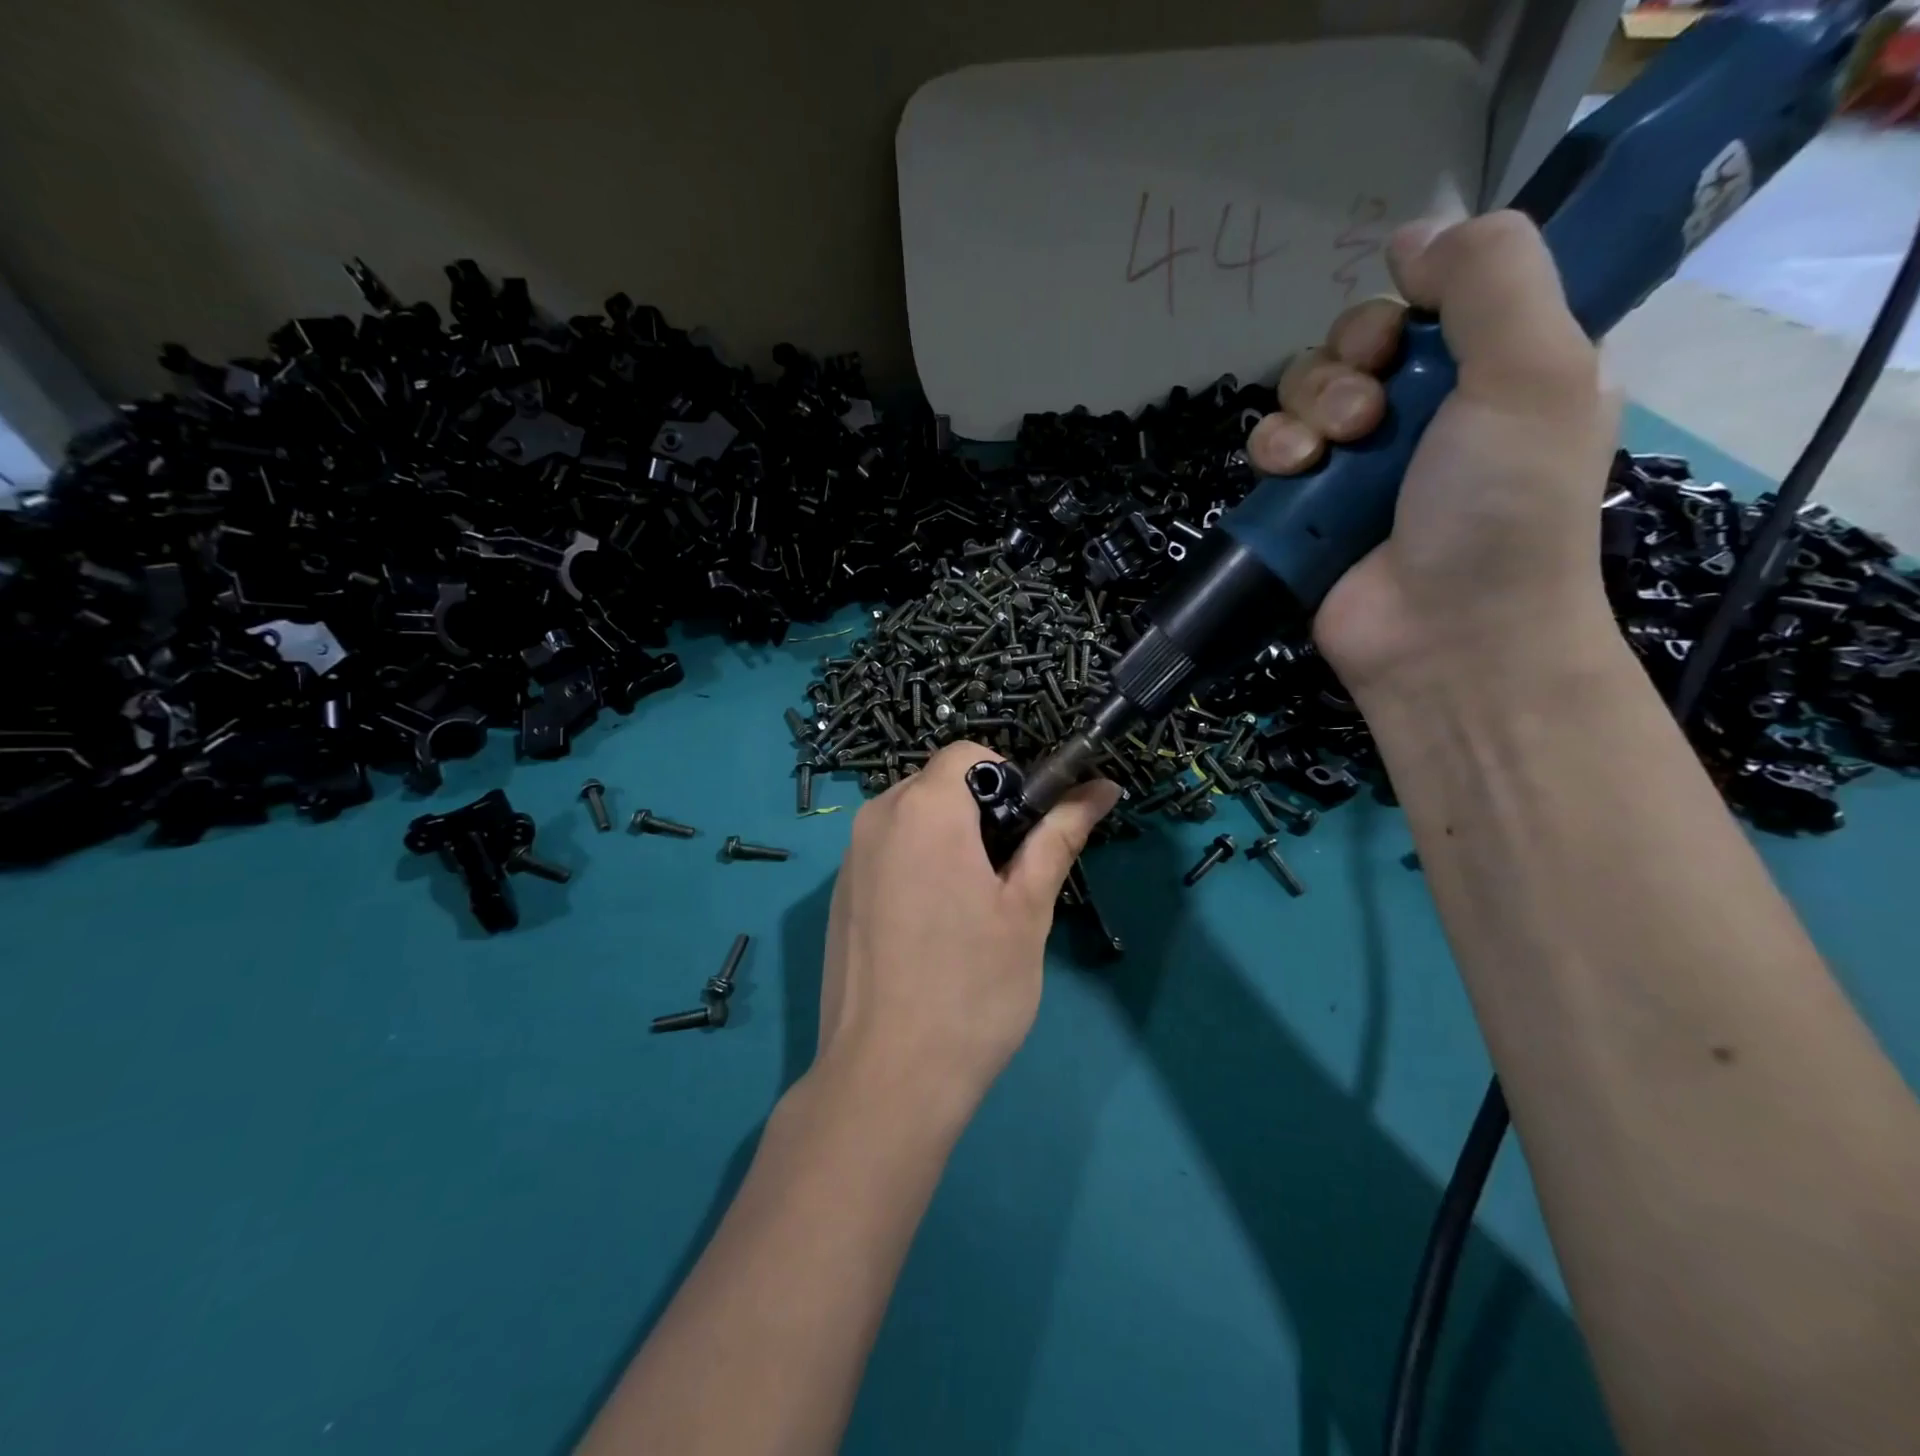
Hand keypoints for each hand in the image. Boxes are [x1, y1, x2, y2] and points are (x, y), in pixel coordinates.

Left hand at [814, 743, 1118, 1106]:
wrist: (886, 1078)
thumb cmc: (972, 986)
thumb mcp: (1027, 907)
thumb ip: (1059, 835)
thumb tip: (1102, 787)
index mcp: (924, 808)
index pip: (970, 754)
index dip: (1009, 781)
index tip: (1027, 835)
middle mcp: (876, 818)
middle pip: (939, 785)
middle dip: (981, 814)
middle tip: (1008, 880)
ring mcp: (849, 859)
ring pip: (913, 821)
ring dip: (950, 843)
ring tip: (973, 912)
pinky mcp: (839, 896)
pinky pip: (887, 855)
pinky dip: (918, 868)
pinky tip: (932, 932)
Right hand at [1244, 212, 1617, 696]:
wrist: (1445, 637)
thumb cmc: (1501, 509)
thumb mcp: (1536, 370)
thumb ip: (1490, 278)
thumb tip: (1414, 233)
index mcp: (1498, 371)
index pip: (1433, 299)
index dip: (1408, 301)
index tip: (1407, 329)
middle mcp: (1425, 412)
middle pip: (1355, 341)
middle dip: (1347, 363)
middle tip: (1370, 414)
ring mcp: (1358, 465)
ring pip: (1303, 390)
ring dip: (1307, 407)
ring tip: (1331, 452)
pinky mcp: (1305, 508)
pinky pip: (1270, 448)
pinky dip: (1273, 451)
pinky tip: (1292, 473)